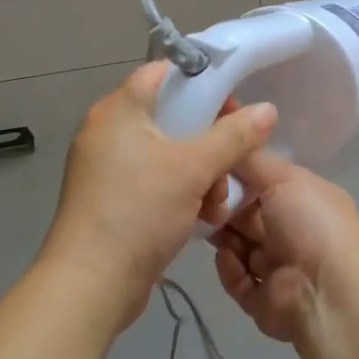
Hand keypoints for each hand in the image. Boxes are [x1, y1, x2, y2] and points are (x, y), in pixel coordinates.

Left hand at [42, 62, 276, 329]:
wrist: (90, 286)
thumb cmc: (138, 212)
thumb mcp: (193, 170)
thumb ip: (233, 136)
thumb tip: (268, 109)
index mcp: (118, 110)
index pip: (162, 72)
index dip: (200, 81)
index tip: (232, 105)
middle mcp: (108, 130)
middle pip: (171, 115)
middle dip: (208, 140)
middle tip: (230, 160)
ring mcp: (108, 167)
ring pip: (168, 152)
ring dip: (200, 173)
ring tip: (216, 203)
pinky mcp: (112, 198)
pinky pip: (155, 180)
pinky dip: (180, 192)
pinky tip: (201, 217)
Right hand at [209, 149, 358, 342]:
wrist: (328, 291)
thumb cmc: (311, 223)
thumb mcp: (285, 177)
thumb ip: (253, 161)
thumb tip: (229, 145)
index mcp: (303, 200)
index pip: (263, 184)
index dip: (237, 177)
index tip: (210, 170)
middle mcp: (293, 232)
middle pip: (247, 217)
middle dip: (224, 208)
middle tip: (200, 201)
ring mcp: (279, 268)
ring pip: (239, 247)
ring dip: (223, 237)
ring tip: (208, 228)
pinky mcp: (264, 300)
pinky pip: (237, 280)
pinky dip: (229, 269)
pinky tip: (227, 257)